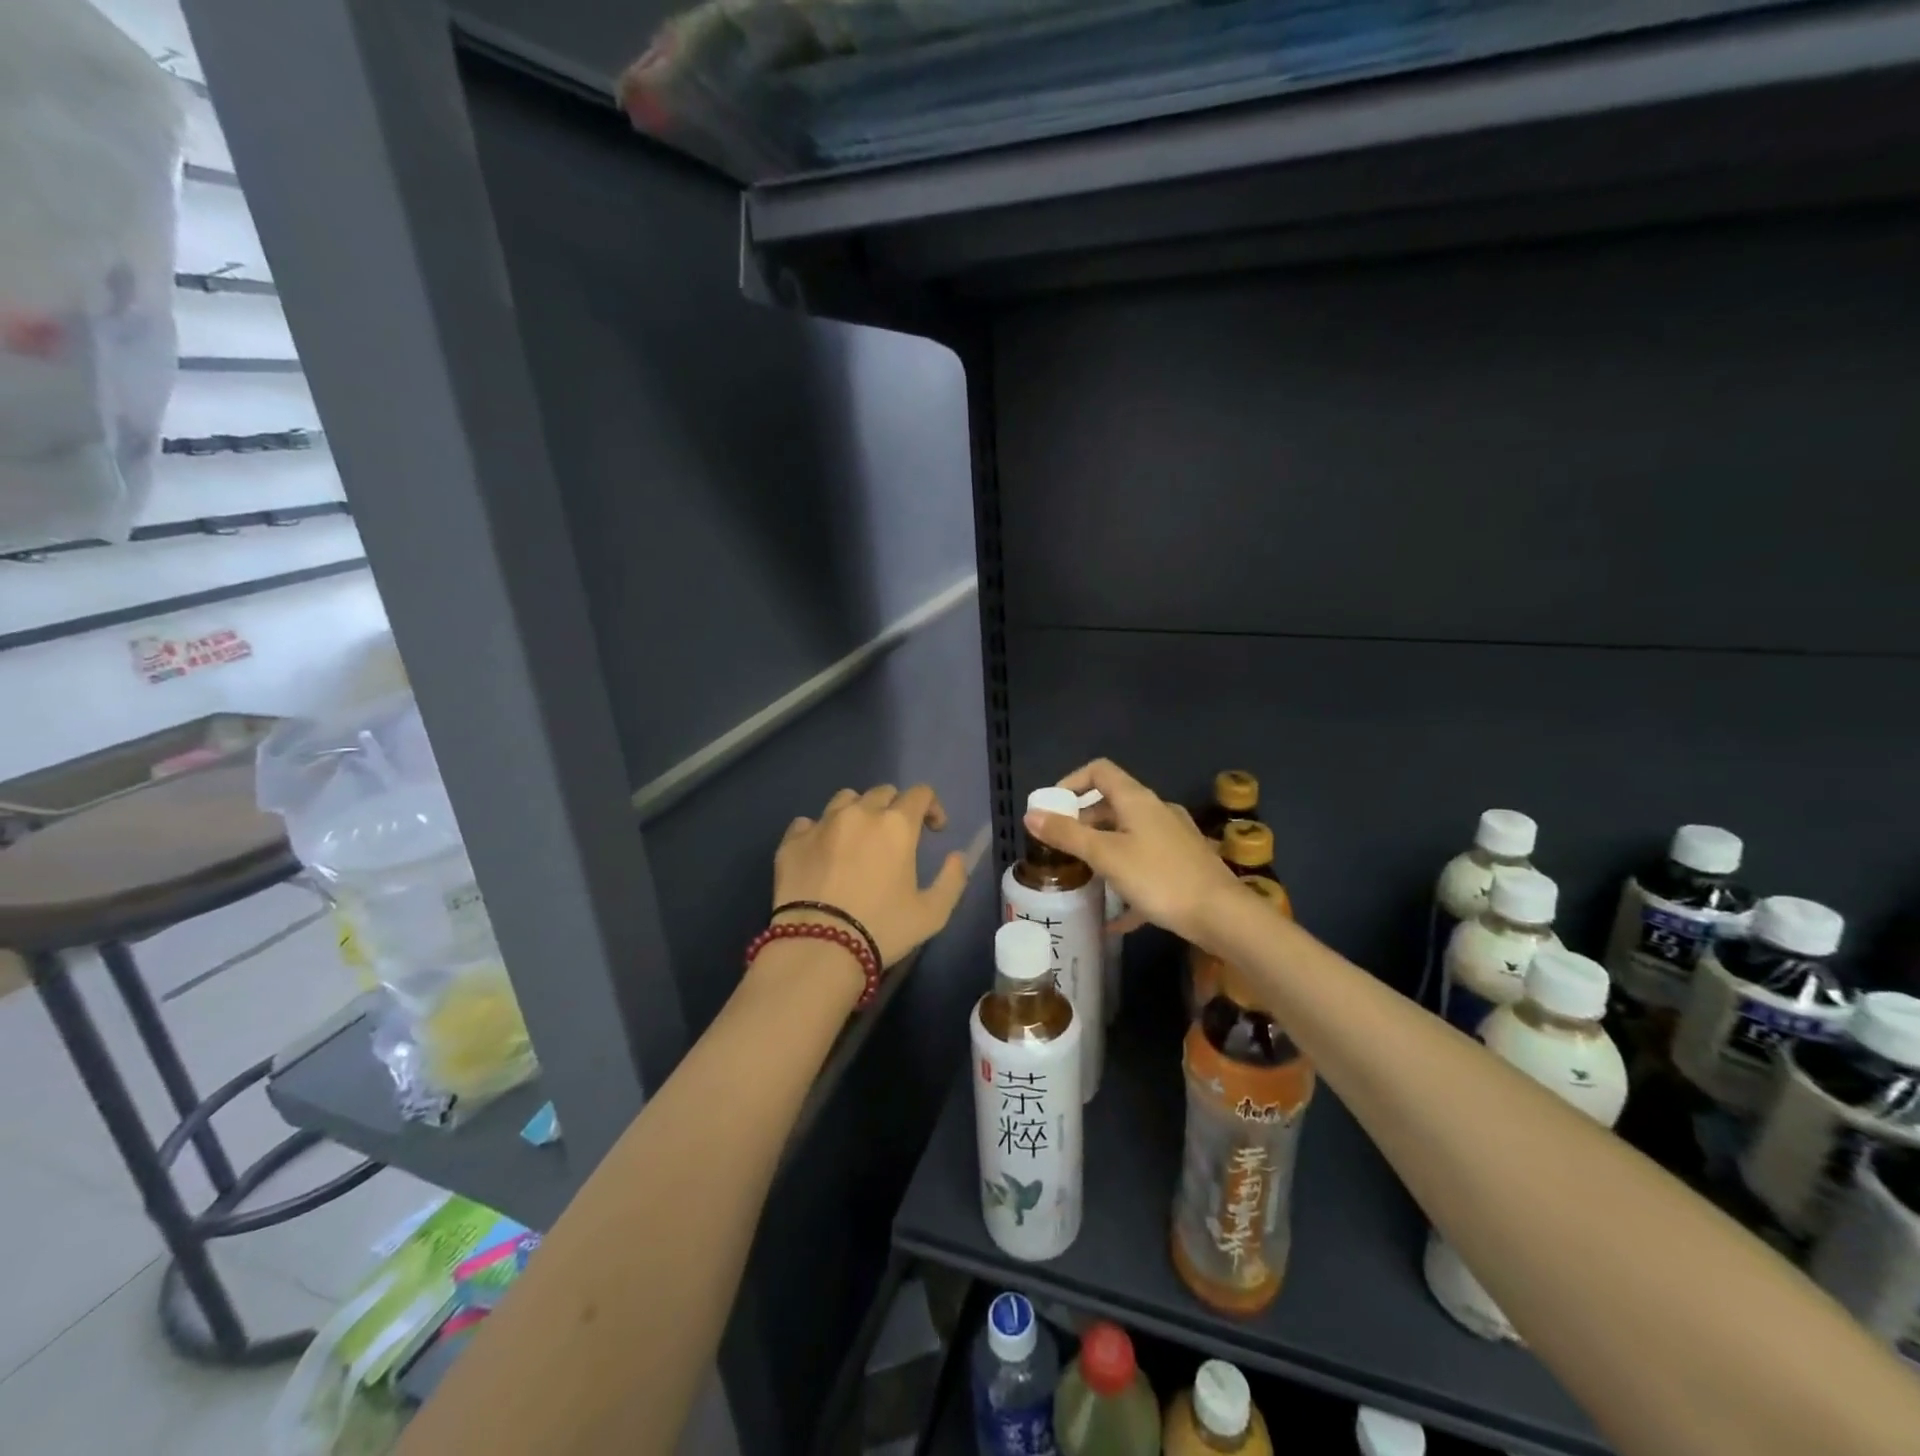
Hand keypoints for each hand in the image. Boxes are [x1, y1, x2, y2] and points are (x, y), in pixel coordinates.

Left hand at [773, 784, 969, 968]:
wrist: (818, 947)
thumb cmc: (882, 929)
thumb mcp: (932, 914)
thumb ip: (952, 880)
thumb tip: (955, 857)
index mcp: (896, 825)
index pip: (920, 793)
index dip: (932, 807)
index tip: (934, 830)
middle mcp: (859, 813)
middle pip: (882, 792)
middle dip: (895, 807)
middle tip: (895, 836)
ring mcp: (822, 824)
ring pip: (844, 799)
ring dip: (857, 811)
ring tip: (857, 838)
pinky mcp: (792, 841)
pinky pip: (807, 822)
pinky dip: (819, 830)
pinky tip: (821, 852)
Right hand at [1024, 759, 1238, 944]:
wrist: (1222, 916)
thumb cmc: (1159, 878)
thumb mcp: (1106, 855)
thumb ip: (1067, 834)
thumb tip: (1031, 815)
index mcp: (1137, 800)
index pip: (1100, 771)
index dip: (1072, 781)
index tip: (1052, 808)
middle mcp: (1157, 811)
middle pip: (1113, 804)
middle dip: (1083, 821)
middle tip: (1061, 846)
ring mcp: (1174, 838)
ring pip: (1129, 835)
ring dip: (1103, 848)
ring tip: (1083, 875)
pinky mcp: (1184, 865)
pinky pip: (1146, 865)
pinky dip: (1126, 879)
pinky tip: (1115, 915)